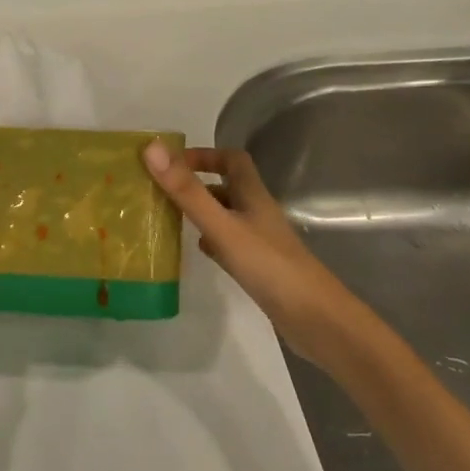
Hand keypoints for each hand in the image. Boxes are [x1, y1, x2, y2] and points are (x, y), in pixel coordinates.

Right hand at [142, 142, 365, 369]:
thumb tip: (151, 148)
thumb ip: (187, 191)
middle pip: (227, 186)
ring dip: (201, 211)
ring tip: (169, 217)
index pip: (232, 159)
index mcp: (252, 195)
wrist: (317, 322)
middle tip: (162, 190)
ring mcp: (260, 241)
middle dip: (196, 183)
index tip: (173, 162)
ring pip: (226, 215)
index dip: (205, 154)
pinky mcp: (260, 267)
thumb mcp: (222, 225)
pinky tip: (198, 251)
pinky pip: (230, 244)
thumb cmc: (269, 266)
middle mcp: (257, 212)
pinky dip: (211, 241)